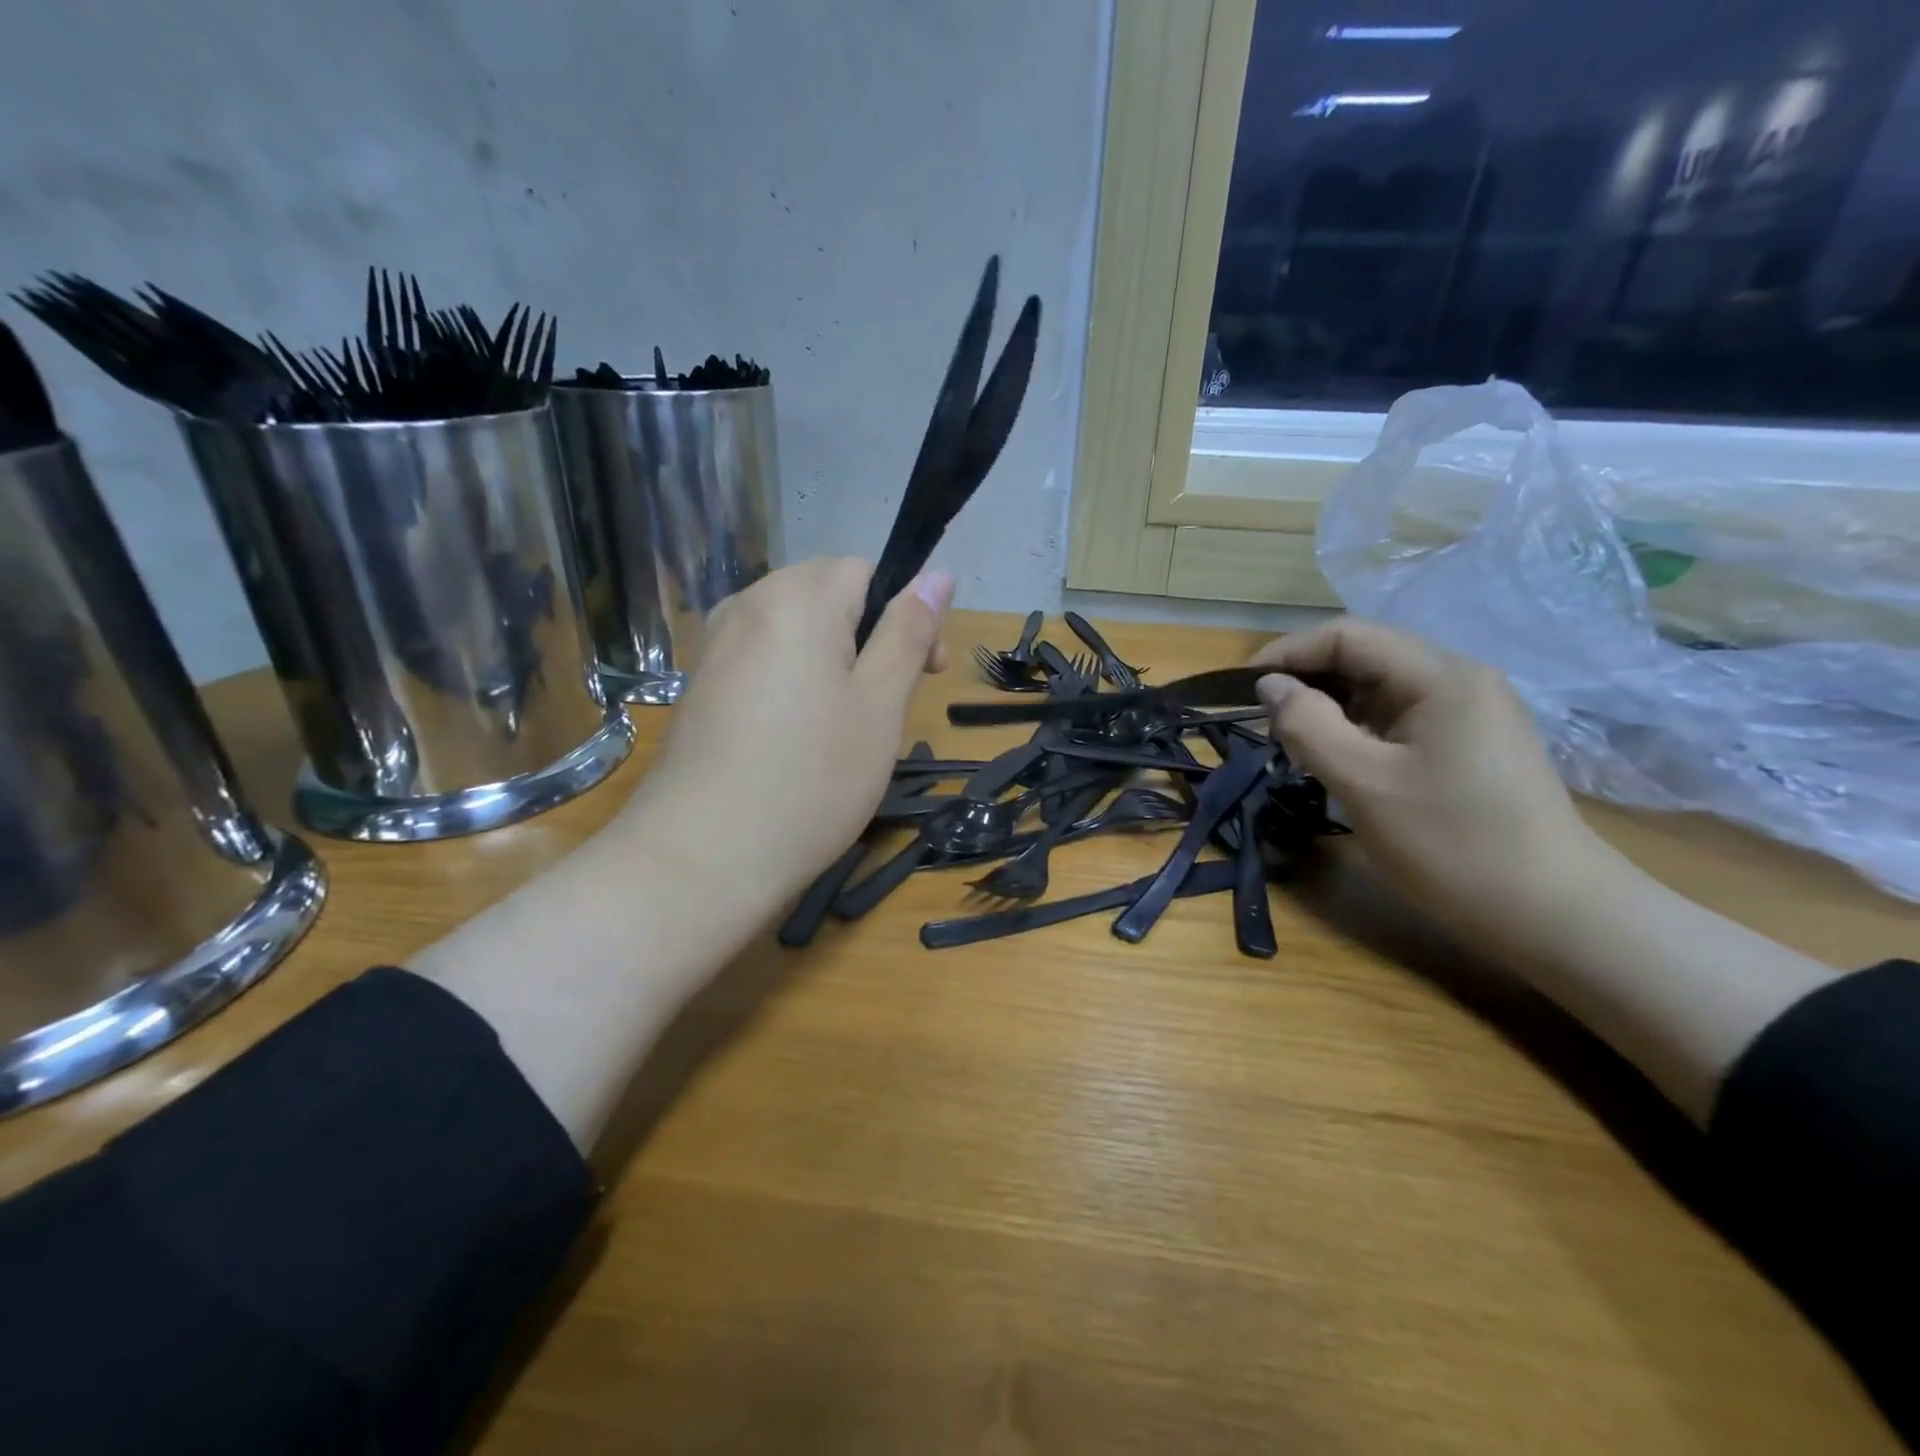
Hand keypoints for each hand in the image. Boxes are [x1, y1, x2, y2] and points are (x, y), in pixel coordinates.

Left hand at [625, 557, 954, 909]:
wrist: (703, 856)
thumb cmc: (811, 778)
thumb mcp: (880, 705)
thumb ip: (909, 632)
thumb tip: (938, 574)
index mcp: (797, 599)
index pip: (863, 570)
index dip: (903, 613)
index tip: (923, 674)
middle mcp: (747, 605)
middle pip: (826, 594)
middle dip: (866, 637)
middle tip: (883, 708)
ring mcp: (715, 645)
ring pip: (794, 629)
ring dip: (831, 662)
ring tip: (841, 728)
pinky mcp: (700, 684)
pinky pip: (762, 659)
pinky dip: (792, 681)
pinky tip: (794, 738)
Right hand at [1251, 618, 1614, 955]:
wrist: (1551, 913)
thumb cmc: (1451, 844)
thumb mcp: (1363, 783)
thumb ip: (1307, 725)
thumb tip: (1269, 686)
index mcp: (1441, 676)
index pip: (1348, 636)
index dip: (1289, 652)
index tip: (1244, 688)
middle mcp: (1460, 679)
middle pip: (1366, 656)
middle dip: (1308, 679)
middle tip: (1266, 720)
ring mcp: (1471, 711)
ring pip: (1381, 688)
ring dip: (1331, 706)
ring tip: (1295, 742)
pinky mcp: (1471, 742)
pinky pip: (1399, 716)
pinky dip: (1358, 727)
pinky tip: (1339, 757)